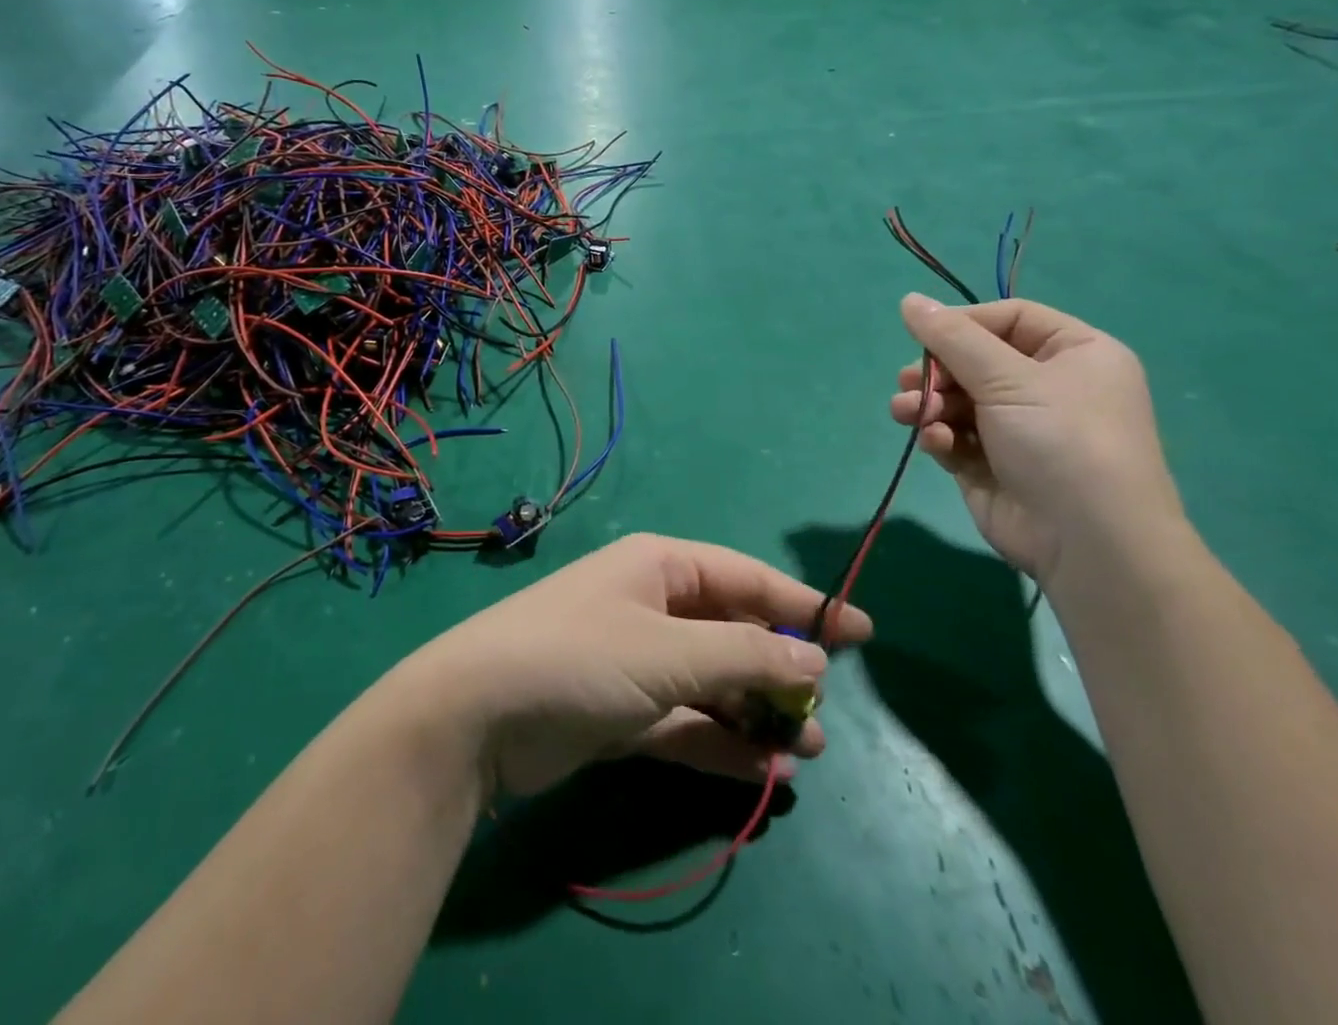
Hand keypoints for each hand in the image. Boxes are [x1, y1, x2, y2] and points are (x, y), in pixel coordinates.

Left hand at [395, 534, 872, 797]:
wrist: (477, 715)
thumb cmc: (580, 657)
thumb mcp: (668, 651)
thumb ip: (743, 653)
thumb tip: (814, 657)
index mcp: (661, 567)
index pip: (747, 577)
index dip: (804, 605)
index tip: (860, 632)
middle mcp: (651, 606)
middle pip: (732, 631)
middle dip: (778, 668)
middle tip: (822, 710)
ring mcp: (635, 660)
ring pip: (712, 681)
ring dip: (756, 712)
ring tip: (807, 748)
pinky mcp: (621, 711)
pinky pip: (686, 722)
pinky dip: (721, 744)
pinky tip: (764, 771)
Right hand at [890, 295, 1186, 590]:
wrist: (1089, 543)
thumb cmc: (1061, 441)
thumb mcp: (1008, 378)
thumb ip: (952, 338)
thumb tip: (908, 299)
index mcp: (1075, 354)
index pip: (1008, 319)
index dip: (962, 324)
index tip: (922, 335)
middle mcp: (1049, 387)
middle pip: (975, 359)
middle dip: (938, 371)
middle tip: (911, 382)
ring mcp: (1020, 428)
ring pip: (958, 398)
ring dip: (928, 402)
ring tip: (907, 412)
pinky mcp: (992, 464)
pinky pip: (955, 435)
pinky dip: (939, 434)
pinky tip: (935, 442)